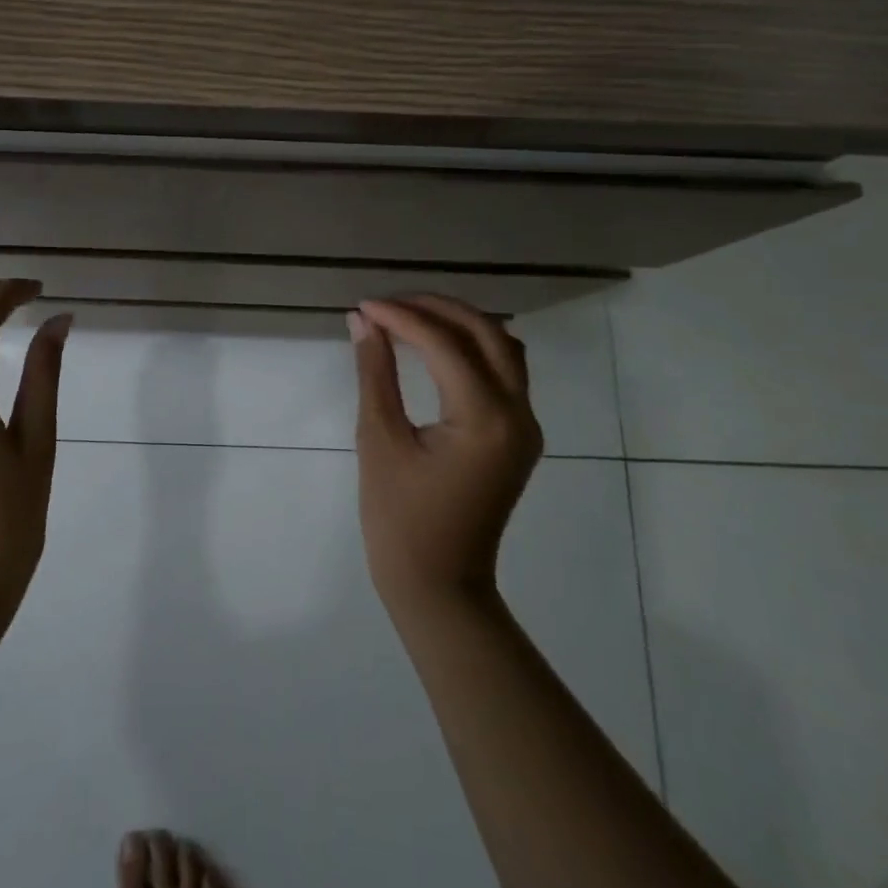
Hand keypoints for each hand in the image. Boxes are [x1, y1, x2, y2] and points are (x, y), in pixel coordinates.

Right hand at [347, 295, 543, 616]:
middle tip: (388, 304)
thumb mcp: (379, 439)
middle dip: (436, 309)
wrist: (438, 583)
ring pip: (503, 348)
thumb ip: (375, 373)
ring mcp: (525, 425)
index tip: (363, 306)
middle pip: (487, 333)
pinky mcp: (518, 435)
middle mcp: (518, 414)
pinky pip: (504, 372)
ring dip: (459, 324)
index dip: (402, 317)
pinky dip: (472, 348)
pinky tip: (437, 348)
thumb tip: (362, 321)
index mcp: (485, 418)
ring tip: (410, 318)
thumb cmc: (399, 518)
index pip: (445, 344)